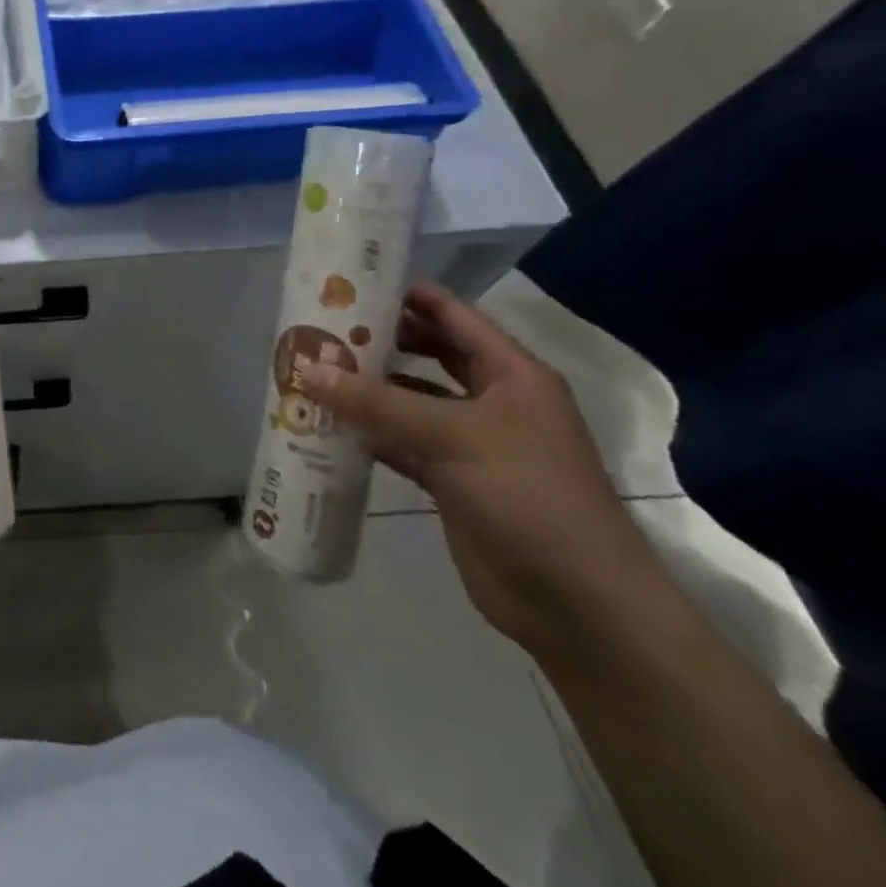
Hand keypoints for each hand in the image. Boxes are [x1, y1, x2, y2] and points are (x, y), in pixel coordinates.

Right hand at [298, 282, 668, 663]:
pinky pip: (401, 444)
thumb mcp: (453, 436)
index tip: (349, 281)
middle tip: (320, 327)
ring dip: (367, 389)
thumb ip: (376, 402)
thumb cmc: (529, 497)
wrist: (579, 605)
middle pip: (427, 354)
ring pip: (409, 401)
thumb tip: (306, 370)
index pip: (452, 315)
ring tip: (312, 372)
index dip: (405, 294)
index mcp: (511, 374)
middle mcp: (492, 401)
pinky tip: (328, 426)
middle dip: (378, 340)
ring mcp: (471, 443)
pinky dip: (368, 434)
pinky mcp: (452, 481)